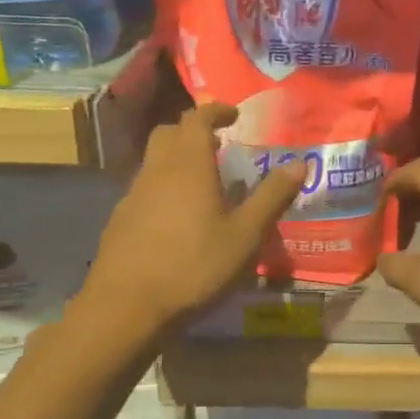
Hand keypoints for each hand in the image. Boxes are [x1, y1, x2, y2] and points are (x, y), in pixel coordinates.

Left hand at [83, 103, 302, 332]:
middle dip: (192, 131)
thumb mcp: (246, 236)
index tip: (233, 115)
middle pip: (168, 133)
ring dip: (177, 160)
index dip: (215, 111)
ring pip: (153, 162)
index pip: (197, 119)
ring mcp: (132, 196)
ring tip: (204, 185)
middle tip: (218, 146)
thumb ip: (271, 197)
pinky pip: (144, 189)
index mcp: (189, 166)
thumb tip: (300, 163)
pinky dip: (163, 188)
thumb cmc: (195, 267)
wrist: (126, 307)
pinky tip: (177, 220)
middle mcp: (156, 171)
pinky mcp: (119, 221)